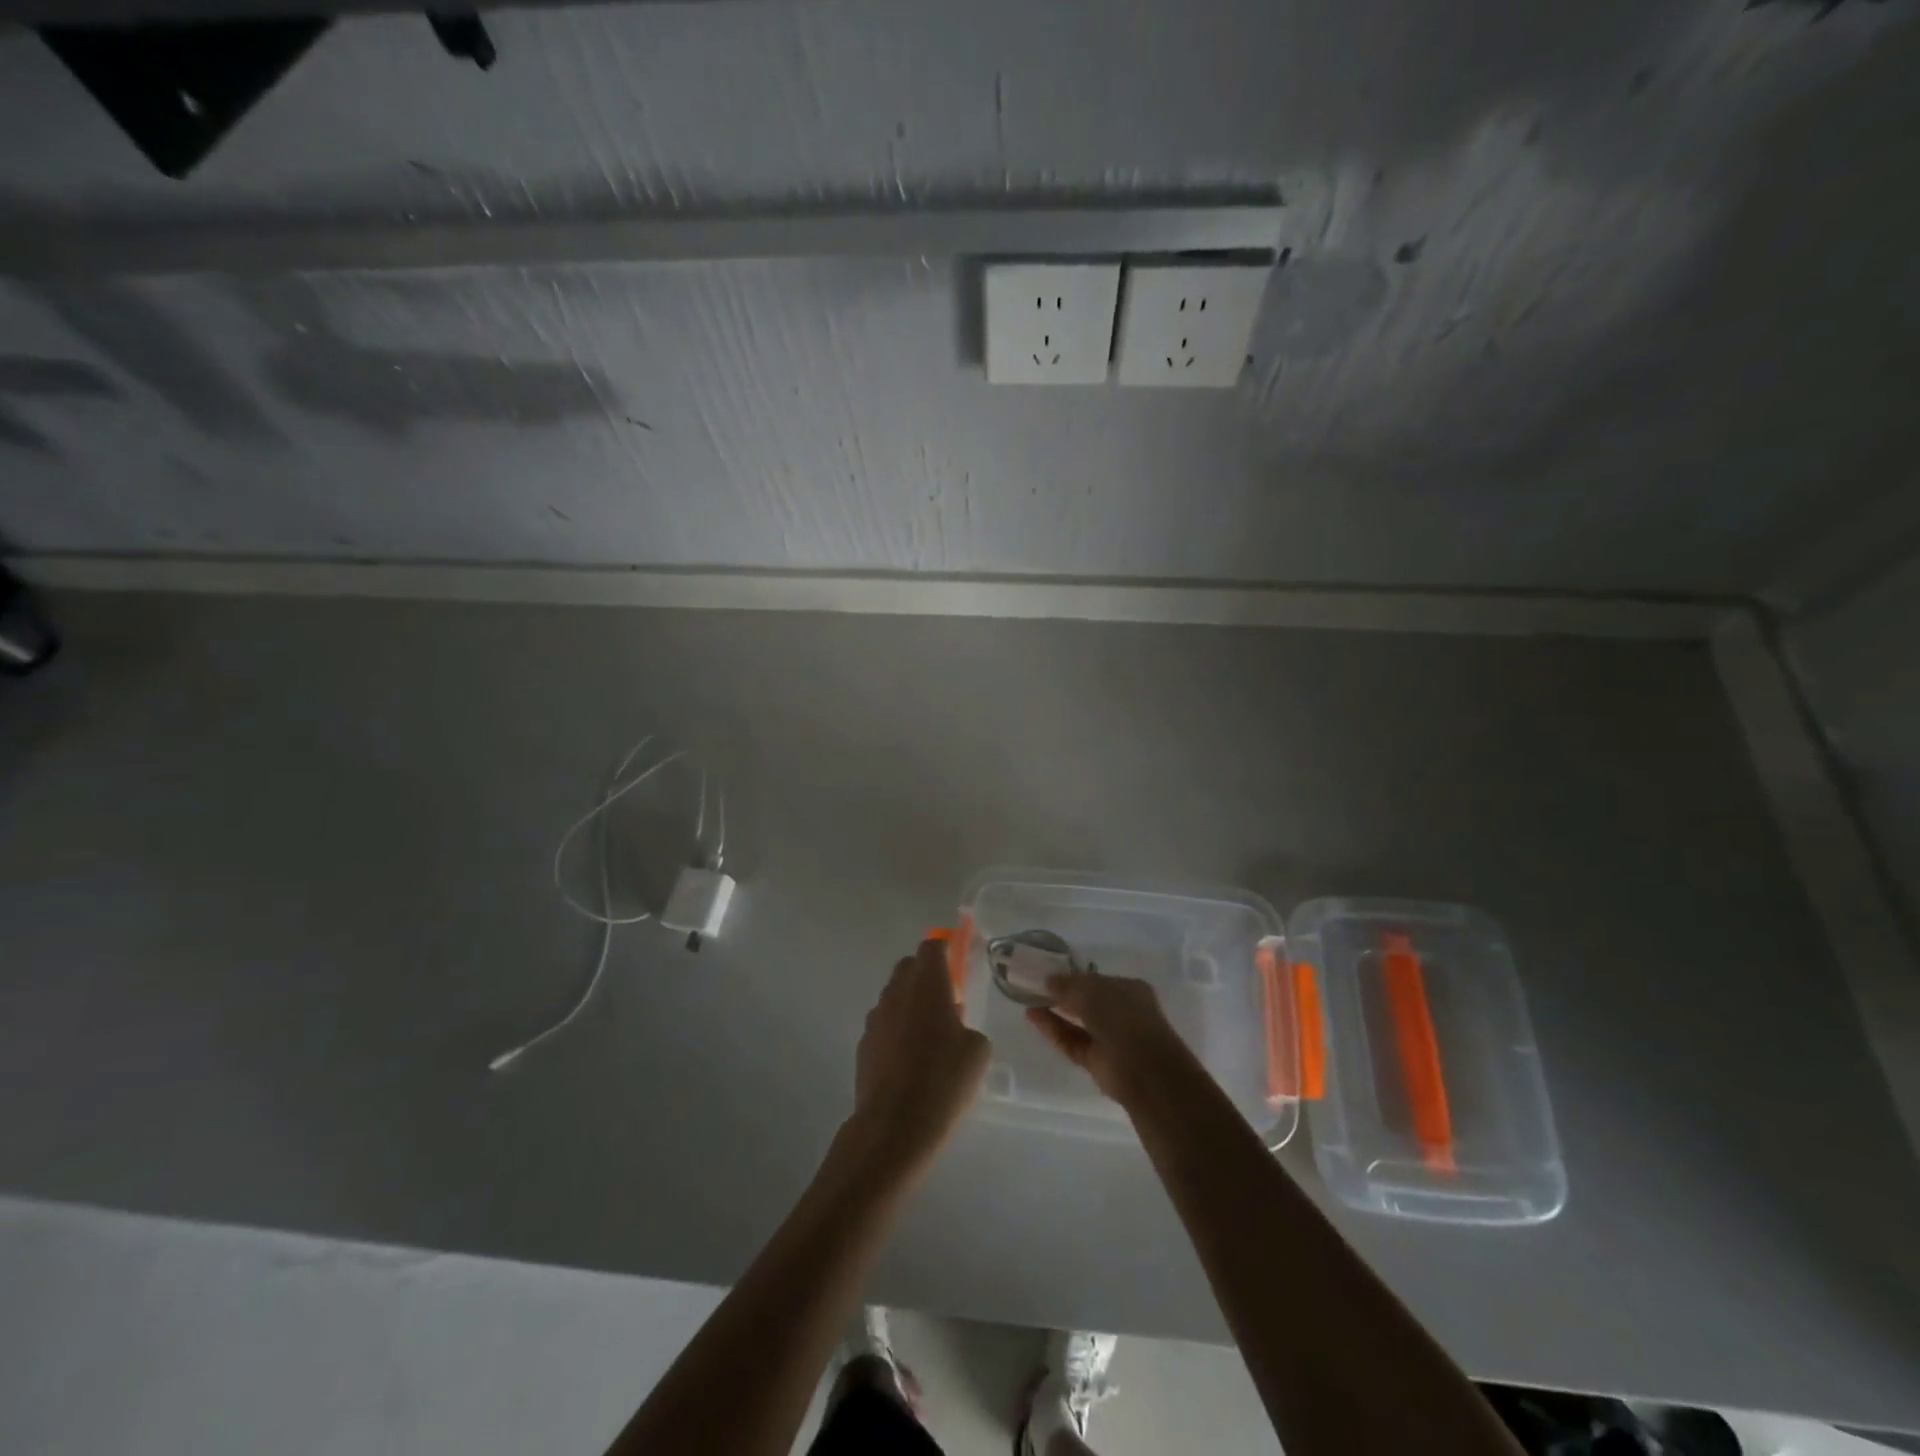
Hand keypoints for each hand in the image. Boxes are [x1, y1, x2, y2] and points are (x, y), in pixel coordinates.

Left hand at [852, 939, 991, 1170]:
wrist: (894, 1125)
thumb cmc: (944, 1081)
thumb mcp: (977, 1052)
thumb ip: (968, 1026)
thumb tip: (955, 1025)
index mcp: (928, 984)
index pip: (931, 947)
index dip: (944, 950)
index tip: (956, 962)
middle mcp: (897, 992)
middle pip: (909, 967)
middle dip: (925, 975)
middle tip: (946, 1000)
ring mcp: (876, 1017)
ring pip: (894, 995)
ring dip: (910, 1003)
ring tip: (928, 1035)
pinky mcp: (863, 1044)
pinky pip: (883, 1024)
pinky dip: (896, 1029)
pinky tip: (908, 1059)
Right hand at [1026, 972, 1192, 1107]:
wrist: (1144, 1070)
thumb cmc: (1122, 1018)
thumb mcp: (1092, 990)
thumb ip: (1068, 984)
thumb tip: (1048, 981)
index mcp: (1129, 990)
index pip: (1097, 980)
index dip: (1074, 977)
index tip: (1048, 974)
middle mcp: (1121, 1012)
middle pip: (1086, 1002)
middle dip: (1062, 995)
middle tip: (1034, 988)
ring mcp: (1109, 1038)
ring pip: (1077, 1023)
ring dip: (1054, 1012)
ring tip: (1028, 1002)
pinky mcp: (1097, 1061)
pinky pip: (1072, 1041)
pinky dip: (1054, 1030)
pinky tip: (1033, 1017)